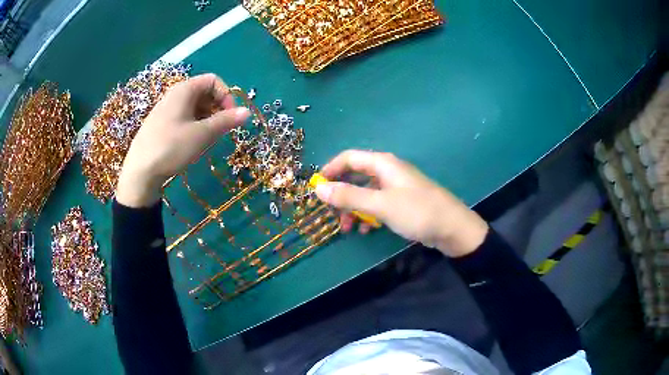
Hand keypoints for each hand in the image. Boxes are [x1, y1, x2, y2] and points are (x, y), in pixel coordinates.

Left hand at [116, 74, 249, 206]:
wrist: (139, 173)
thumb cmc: (171, 148)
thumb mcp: (202, 134)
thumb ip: (226, 121)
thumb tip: (247, 112)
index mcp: (184, 90)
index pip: (213, 80)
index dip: (226, 96)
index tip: (230, 117)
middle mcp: (174, 94)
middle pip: (203, 92)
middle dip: (217, 108)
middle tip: (220, 130)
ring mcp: (165, 109)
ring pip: (193, 106)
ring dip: (206, 118)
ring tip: (207, 139)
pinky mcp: (160, 124)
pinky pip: (183, 116)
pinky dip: (194, 125)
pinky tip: (191, 143)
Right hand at [314, 150, 488, 256]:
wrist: (453, 228)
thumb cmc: (417, 212)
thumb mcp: (380, 205)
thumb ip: (349, 196)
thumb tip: (319, 189)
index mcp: (383, 164)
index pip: (349, 158)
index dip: (330, 170)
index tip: (316, 188)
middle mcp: (388, 171)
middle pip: (356, 176)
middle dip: (341, 195)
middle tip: (331, 214)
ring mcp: (396, 187)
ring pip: (366, 194)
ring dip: (353, 209)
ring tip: (348, 229)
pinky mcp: (402, 203)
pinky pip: (378, 205)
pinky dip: (369, 216)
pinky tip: (367, 230)